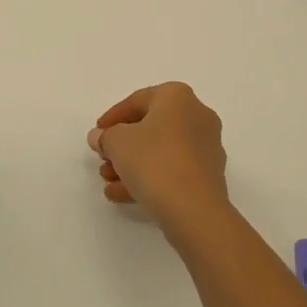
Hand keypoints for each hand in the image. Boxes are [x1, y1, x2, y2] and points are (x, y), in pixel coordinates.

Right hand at [87, 82, 229, 235]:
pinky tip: (123, 194)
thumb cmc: (154, 161)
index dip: (112, 118)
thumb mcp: (117, 143)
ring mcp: (206, 146)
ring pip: (161, 151)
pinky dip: (150, 177)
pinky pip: (173, 169)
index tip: (97, 134)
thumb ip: (105, 136)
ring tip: (109, 182)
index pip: (137, 100)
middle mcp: (197, 115)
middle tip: (104, 159)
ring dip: (132, 164)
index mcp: (177, 96)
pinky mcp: (209, 175)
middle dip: (122, 145)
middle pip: (151, 127)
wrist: (194, 210)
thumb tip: (100, 137)